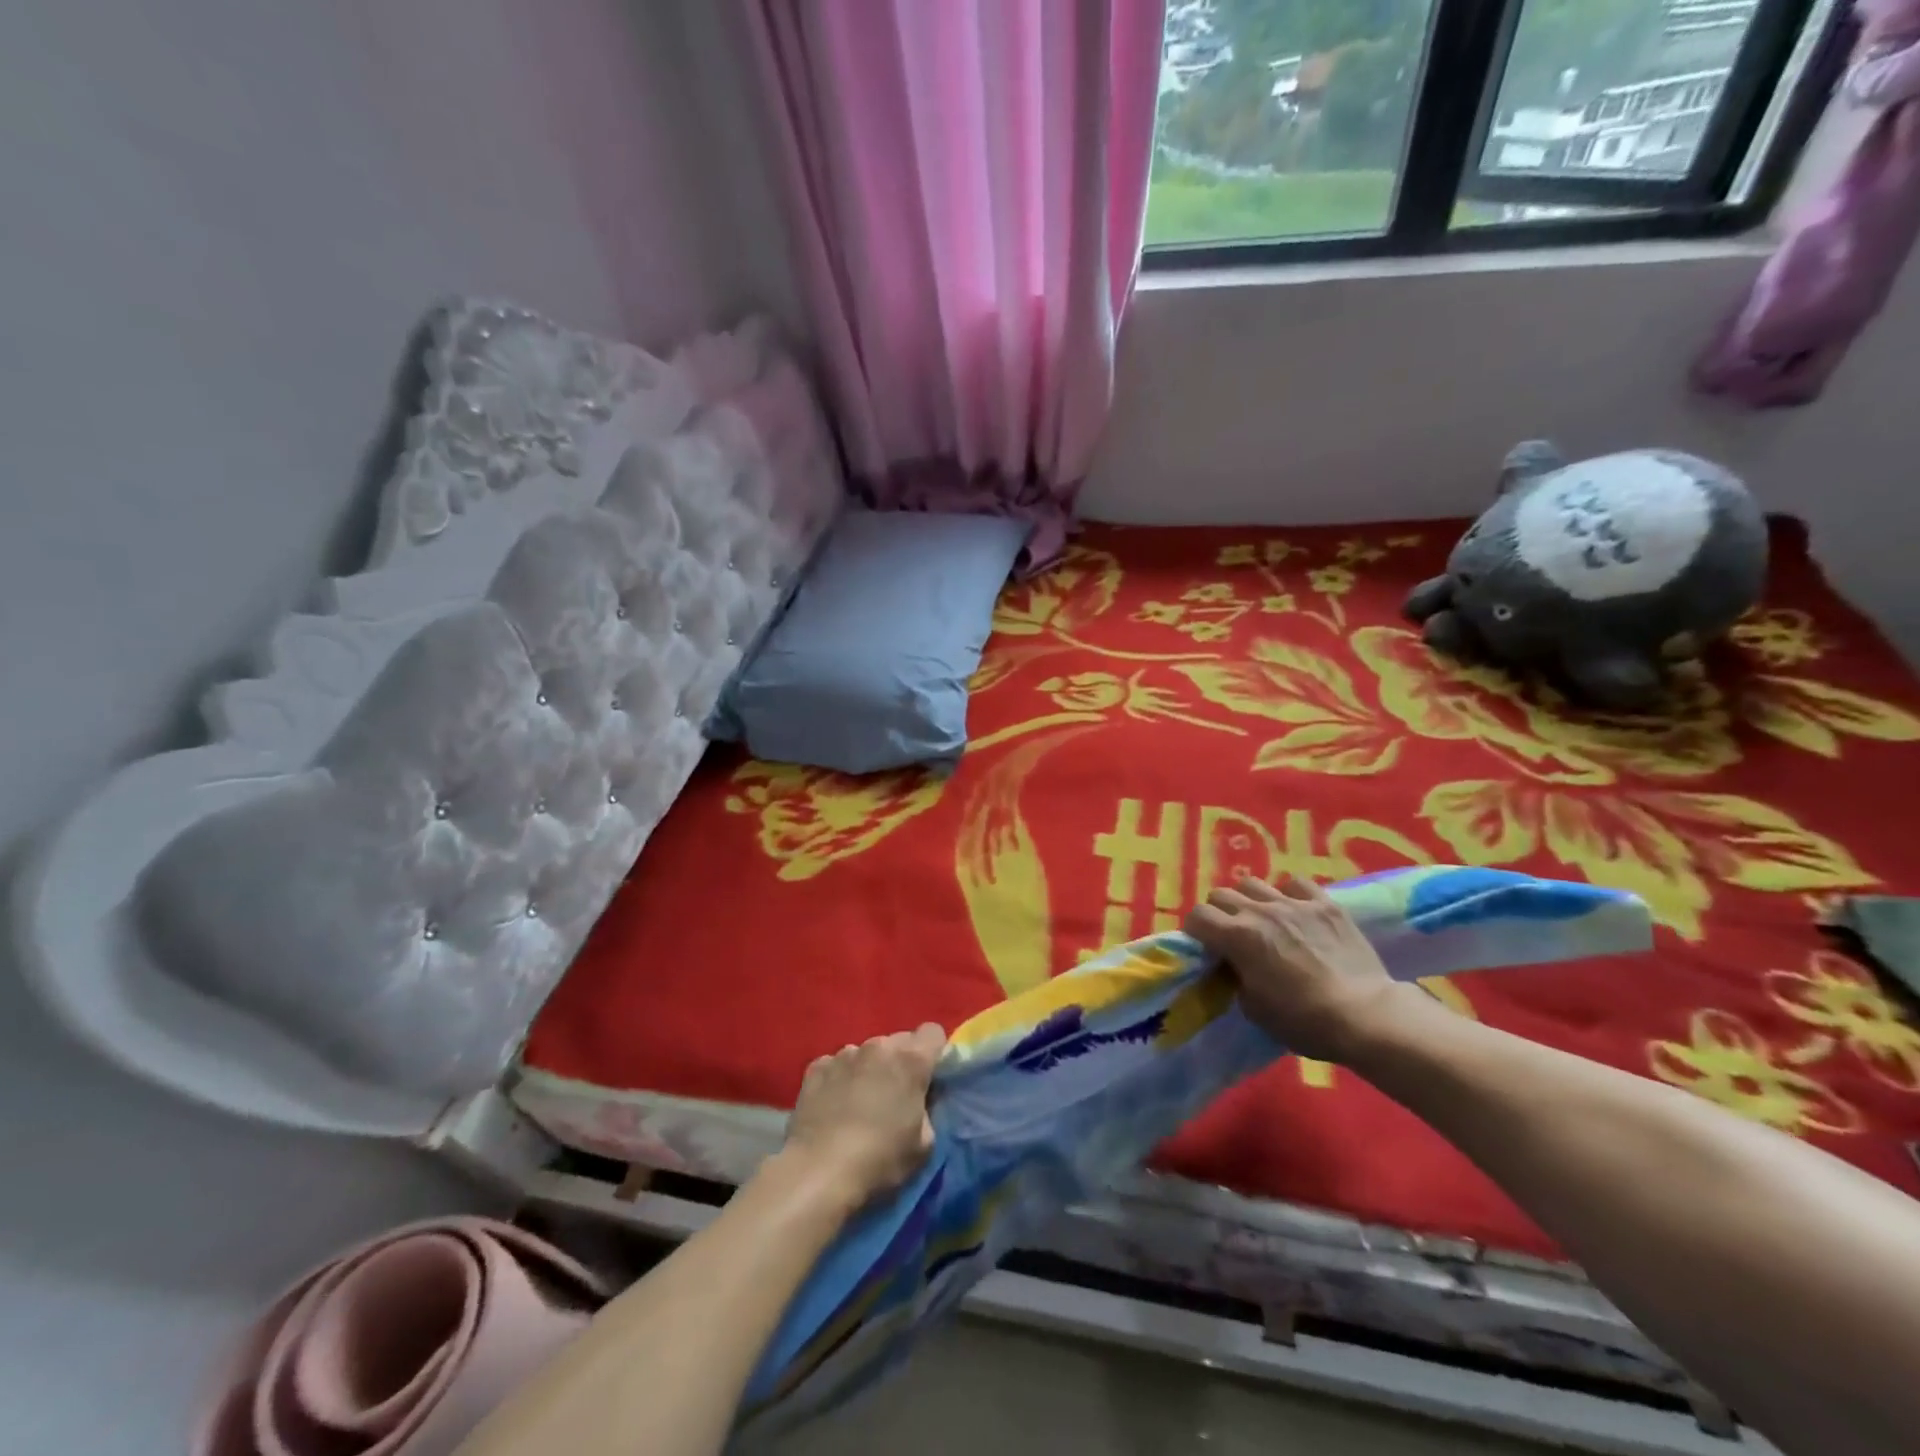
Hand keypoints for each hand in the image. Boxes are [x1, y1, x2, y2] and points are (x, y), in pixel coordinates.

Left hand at [782, 1024, 944, 1207]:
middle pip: (899, 1041)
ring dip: (869, 1069)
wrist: (818, 1172)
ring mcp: (843, 1054)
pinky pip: (836, 1065)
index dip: (934, 1053)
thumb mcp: (924, 1145)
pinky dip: (840, 1079)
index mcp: (910, 1060)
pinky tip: (833, 1107)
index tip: (928, 1078)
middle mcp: (878, 1046)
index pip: (933, 1032)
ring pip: (866, 1052)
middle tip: (895, 1096)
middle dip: (901, 1062)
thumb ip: (927, 1110)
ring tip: (859, 1103)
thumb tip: (918, 1100)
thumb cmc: (880, 1159)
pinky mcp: (816, 1068)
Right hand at [1185, 875, 1416, 1062]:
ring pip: (1253, 883)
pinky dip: (1290, 894)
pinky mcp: (1326, 904)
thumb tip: (1235, 965)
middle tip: (1232, 936)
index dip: (1195, 931)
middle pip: (1221, 894)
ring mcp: (1294, 903)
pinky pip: (1296, 884)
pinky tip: (1297, 912)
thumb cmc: (1304, 1021)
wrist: (1365, 1016)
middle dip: (1219, 913)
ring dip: (1250, 901)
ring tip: (1263, 920)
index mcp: (1237, 937)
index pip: (1197, 916)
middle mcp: (1260, 911)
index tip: (1205, 947)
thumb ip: (1235, 977)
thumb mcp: (1253, 1008)